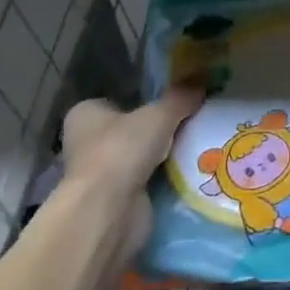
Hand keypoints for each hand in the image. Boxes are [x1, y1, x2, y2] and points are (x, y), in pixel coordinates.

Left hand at [60, 86, 203, 222]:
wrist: (108, 210)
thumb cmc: (122, 150)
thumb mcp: (160, 114)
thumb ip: (181, 97)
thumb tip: (203, 79)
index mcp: (86, 114)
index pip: (119, 101)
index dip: (146, 100)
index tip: (177, 101)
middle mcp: (86, 142)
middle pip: (133, 129)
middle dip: (160, 129)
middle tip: (195, 121)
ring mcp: (100, 173)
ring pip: (142, 156)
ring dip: (166, 154)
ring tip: (200, 143)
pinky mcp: (116, 198)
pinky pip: (148, 180)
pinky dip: (167, 177)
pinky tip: (192, 170)